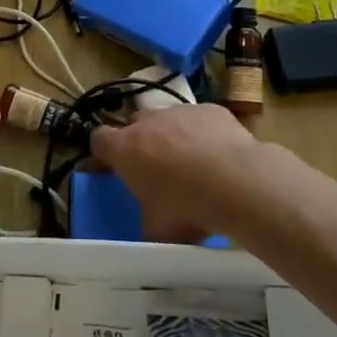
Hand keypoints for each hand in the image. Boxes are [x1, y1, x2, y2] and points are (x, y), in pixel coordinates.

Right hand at [90, 103, 262, 241]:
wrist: (237, 182)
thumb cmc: (188, 207)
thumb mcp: (157, 228)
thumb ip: (146, 217)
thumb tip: (150, 222)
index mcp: (126, 149)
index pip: (98, 139)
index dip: (104, 152)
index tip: (112, 166)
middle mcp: (148, 122)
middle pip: (134, 124)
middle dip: (141, 141)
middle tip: (156, 168)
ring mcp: (180, 111)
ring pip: (168, 119)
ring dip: (173, 136)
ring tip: (194, 163)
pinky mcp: (210, 109)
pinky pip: (200, 119)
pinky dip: (204, 133)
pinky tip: (220, 155)